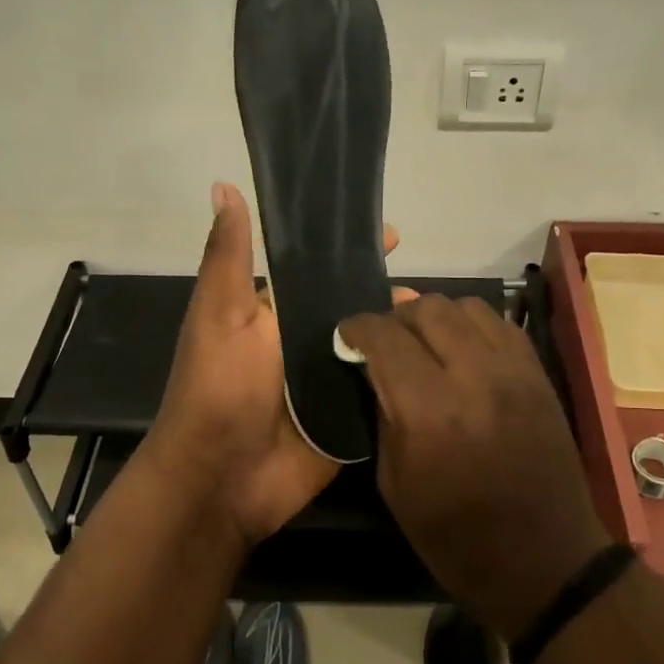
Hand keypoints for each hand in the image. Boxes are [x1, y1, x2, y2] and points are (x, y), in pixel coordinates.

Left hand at [149, 182, 410, 550]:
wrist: (222, 478)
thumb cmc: (218, 388)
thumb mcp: (220, 313)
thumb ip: (230, 256)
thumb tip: (223, 185)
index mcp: (277, 313)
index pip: (322, 270)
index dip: (353, 251)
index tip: (394, 234)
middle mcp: (306, 343)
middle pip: (356, 308)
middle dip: (391, 295)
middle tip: (435, 293)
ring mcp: (331, 383)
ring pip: (376, 349)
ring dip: (405, 335)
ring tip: (445, 324)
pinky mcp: (350, 419)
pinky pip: (383, 392)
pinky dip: (407, 378)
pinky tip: (443, 364)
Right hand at [338, 296, 613, 639]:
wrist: (544, 560)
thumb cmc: (456, 537)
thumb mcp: (395, 484)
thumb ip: (383, 415)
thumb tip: (375, 370)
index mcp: (430, 411)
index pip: (386, 337)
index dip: (357, 327)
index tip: (346, 335)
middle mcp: (474, 376)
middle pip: (427, 309)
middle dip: (394, 317)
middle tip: (383, 340)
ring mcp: (514, 371)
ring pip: (466, 306)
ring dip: (435, 316)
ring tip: (423, 340)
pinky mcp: (539, 375)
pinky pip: (501, 324)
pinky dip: (472, 325)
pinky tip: (462, 349)